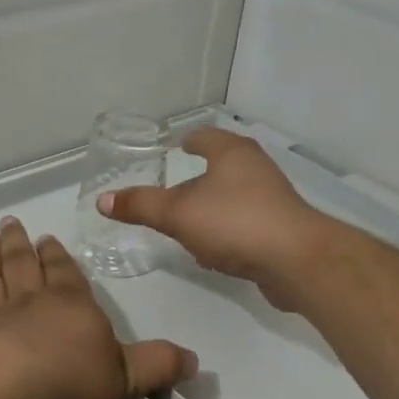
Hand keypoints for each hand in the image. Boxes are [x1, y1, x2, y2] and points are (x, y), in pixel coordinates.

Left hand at [0, 218, 196, 398]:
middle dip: (19, 244)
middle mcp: (31, 301)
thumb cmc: (69, 379)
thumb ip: (156, 365)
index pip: (66, 273)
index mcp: (71, 304)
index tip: (47, 238)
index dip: (58, 256)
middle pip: (24, 264)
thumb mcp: (125, 377)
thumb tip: (194, 360)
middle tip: (9, 222)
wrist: (6, 390)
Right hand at [97, 128, 333, 310]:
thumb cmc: (234, 222)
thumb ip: (141, 206)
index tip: (176, 146)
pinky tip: (212, 253)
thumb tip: (102, 200)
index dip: (190, 140)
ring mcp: (272, 200)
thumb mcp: (178, 214)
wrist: (296, 261)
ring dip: (212, 208)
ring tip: (187, 223)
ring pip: (233, 198)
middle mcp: (256, 169)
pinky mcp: (280, 230)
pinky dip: (226, 233)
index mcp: (233, 153)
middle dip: (199, 178)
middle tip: (173, 189)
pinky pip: (244, 225)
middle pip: (222, 166)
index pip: (206, 136)